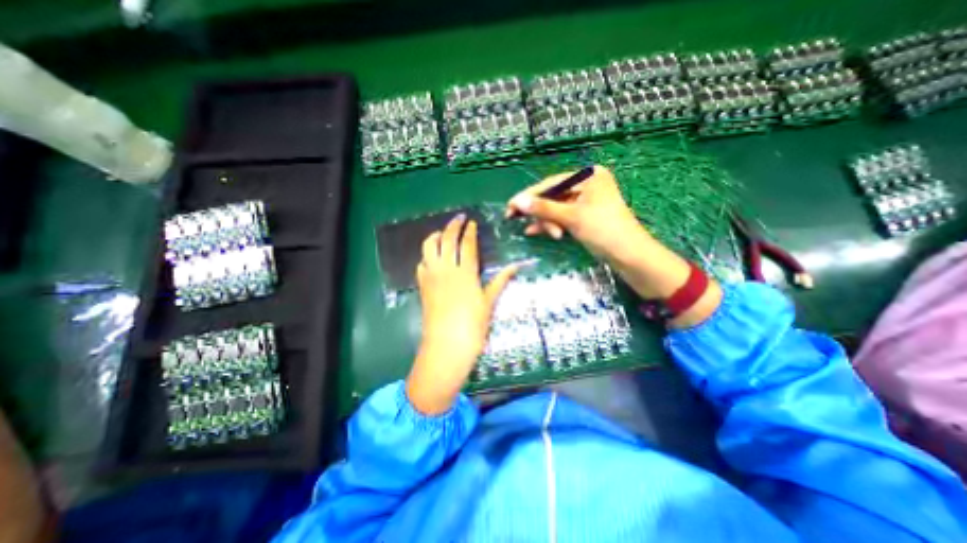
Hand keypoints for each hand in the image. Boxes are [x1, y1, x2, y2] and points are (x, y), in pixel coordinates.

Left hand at [406, 214, 516, 412]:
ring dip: (435, 236)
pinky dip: (426, 255)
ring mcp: (432, 276)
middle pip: (447, 240)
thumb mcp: (489, 302)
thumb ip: (501, 281)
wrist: (447, 345)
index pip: (467, 244)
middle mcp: (447, 269)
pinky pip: (421, 263)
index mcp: (466, 272)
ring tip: (442, 233)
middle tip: (458, 218)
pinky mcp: (422, 285)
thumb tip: (516, 266)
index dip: (469, 231)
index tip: (471, 222)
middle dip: (452, 225)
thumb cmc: (473, 325)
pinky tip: (432, 258)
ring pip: (429, 247)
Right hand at [503, 163, 644, 260]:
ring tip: (552, 235)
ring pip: (555, 208)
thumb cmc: (604, 230)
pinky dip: (550, 224)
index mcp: (588, 176)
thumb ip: (543, 208)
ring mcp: (584, 201)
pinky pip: (561, 216)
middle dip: (540, 212)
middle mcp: (586, 184)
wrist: (629, 255)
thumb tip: (517, 201)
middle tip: (517, 221)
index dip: (529, 196)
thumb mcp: (572, 217)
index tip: (510, 206)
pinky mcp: (583, 215)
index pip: (551, 183)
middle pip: (552, 196)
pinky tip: (535, 231)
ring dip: (547, 221)